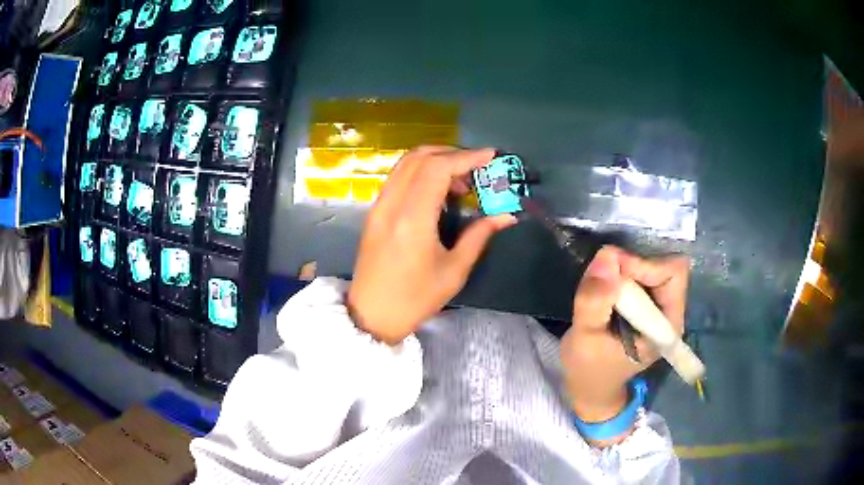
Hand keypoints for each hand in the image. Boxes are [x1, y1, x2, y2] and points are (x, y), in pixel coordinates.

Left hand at [347, 146, 516, 344]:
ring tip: (461, 180)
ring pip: (405, 163)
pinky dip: (420, 172)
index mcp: (412, 219)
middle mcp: (391, 204)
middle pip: (419, 157)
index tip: (490, 156)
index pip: (437, 169)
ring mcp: (379, 206)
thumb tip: (506, 215)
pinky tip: (438, 191)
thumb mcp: (454, 270)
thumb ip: (479, 235)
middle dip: (452, 154)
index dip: (466, 157)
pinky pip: (397, 178)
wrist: (372, 315)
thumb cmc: (415, 299)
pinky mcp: (375, 212)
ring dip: (434, 160)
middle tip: (477, 167)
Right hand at [561, 246, 688, 436]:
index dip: (643, 265)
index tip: (610, 271)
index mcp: (668, 325)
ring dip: (626, 269)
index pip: (671, 274)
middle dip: (633, 265)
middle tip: (602, 276)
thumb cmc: (589, 369)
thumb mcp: (585, 338)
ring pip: (653, 267)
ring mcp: (660, 308)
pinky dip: (623, 273)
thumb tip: (606, 255)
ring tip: (600, 286)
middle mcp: (671, 312)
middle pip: (665, 267)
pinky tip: (605, 290)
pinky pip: (642, 274)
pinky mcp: (647, 306)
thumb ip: (595, 300)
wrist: (590, 388)